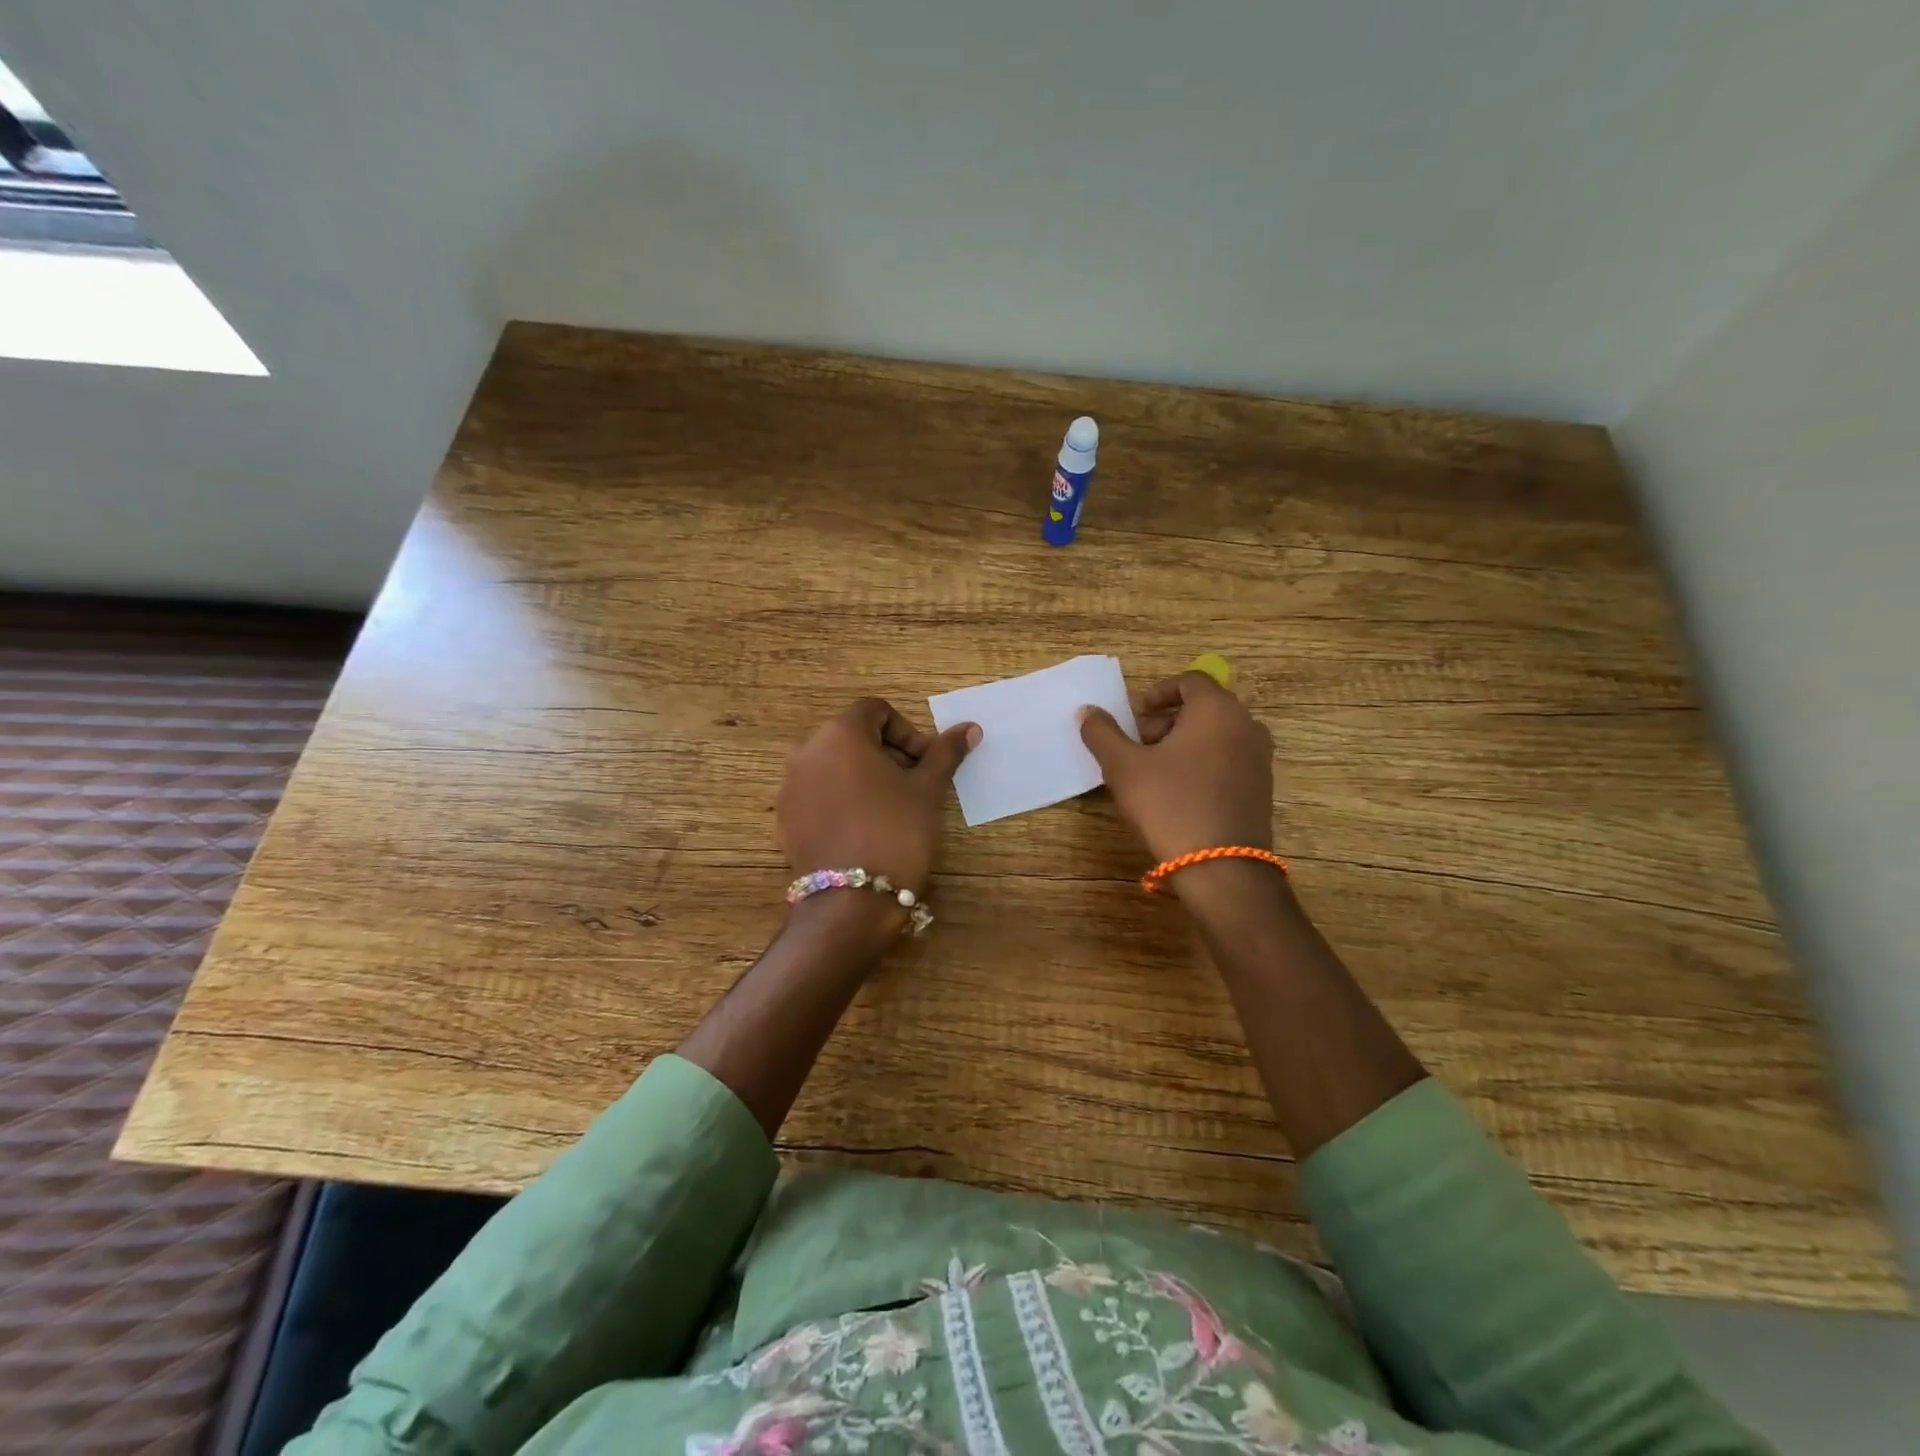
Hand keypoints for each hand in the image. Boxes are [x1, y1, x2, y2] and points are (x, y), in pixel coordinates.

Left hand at [777, 698, 978, 900]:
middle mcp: (807, 751)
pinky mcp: (786, 818)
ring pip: (835, 765)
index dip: (907, 732)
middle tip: (914, 787)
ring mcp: (791, 786)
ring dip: (866, 776)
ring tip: (892, 809)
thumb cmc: (896, 831)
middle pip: (853, 737)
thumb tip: (970, 728)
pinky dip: (843, 799)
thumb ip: (945, 753)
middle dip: (888, 755)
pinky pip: (819, 793)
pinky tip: (865, 829)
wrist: (851, 902)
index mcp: (840, 733)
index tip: (925, 764)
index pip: (876, 711)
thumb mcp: (928, 790)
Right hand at [1079, 671, 1274, 864]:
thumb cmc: (1169, 805)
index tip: (1134, 716)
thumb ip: (1103, 733)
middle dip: (1167, 721)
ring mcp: (1260, 758)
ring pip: (1217, 735)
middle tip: (1138, 745)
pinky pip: (1229, 760)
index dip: (1157, 693)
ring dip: (1184, 743)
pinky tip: (1179, 794)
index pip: (1190, 681)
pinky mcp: (1263, 788)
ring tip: (1154, 771)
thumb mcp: (1124, 767)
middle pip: (1204, 708)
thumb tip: (1088, 711)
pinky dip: (1204, 763)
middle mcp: (1246, 725)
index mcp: (1217, 709)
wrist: (1222, 868)